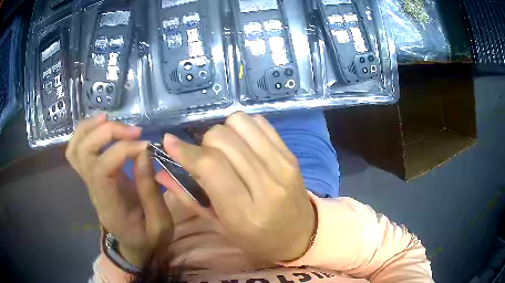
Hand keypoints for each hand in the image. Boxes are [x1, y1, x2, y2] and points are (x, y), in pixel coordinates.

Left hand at [66, 115, 173, 266]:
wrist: (133, 246)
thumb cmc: (148, 238)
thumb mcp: (160, 224)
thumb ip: (150, 190)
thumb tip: (143, 152)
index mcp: (110, 207)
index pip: (102, 169)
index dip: (123, 150)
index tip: (146, 147)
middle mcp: (94, 191)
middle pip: (84, 153)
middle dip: (107, 133)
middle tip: (133, 131)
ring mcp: (89, 183)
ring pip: (76, 148)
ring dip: (90, 128)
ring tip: (110, 119)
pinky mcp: (91, 176)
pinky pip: (77, 150)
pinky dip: (84, 133)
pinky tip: (100, 126)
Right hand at [156, 112, 315, 262]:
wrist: (300, 234)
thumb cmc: (256, 238)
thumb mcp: (219, 226)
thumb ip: (188, 197)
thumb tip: (160, 171)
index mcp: (244, 211)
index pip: (210, 166)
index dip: (185, 150)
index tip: (170, 142)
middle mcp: (265, 185)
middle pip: (223, 139)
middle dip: (204, 142)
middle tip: (204, 156)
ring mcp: (282, 166)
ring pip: (240, 123)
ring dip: (224, 131)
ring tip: (225, 150)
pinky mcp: (291, 155)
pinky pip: (260, 123)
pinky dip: (244, 127)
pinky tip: (243, 144)